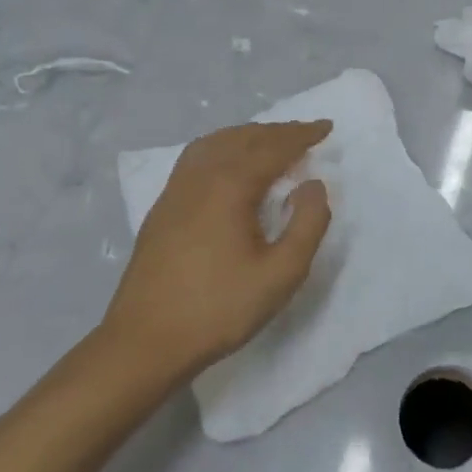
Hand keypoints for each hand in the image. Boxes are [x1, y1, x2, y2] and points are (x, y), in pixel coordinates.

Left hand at [101, 121, 332, 381]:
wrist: (144, 344)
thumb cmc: (218, 309)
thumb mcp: (282, 274)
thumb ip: (307, 224)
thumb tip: (312, 184)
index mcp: (229, 186)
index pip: (273, 147)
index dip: (302, 135)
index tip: (327, 128)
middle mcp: (200, 177)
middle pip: (243, 138)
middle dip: (278, 132)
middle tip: (306, 133)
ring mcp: (175, 191)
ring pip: (215, 144)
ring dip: (248, 136)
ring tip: (271, 142)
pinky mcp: (162, 209)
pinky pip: (197, 158)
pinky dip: (224, 148)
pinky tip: (229, 166)